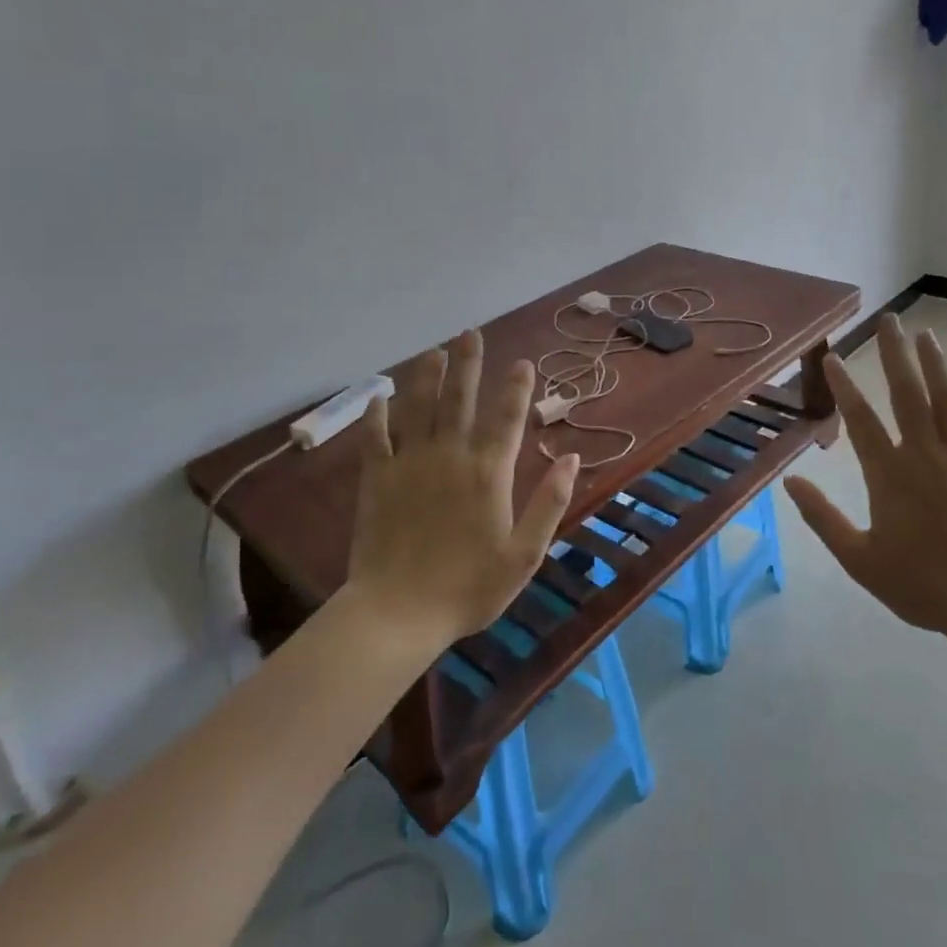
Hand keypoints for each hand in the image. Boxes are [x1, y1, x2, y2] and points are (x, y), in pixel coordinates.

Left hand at [344, 329, 578, 652]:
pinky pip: (376, 437)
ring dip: (427, 376)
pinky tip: (379, 396)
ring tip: (434, 351)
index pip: (508, 417)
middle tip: (469, 333)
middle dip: (467, 363)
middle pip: (459, 398)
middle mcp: (450, 455)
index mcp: (489, 471)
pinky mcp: (376, 479)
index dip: (517, 387)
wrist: (398, 613)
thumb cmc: (468, 587)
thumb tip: (570, 457)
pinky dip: (377, 415)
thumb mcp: (524, 554)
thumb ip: (549, 502)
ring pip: (419, 407)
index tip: (523, 362)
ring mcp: (410, 463)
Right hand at [783, 315, 946, 654]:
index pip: (861, 419)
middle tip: (888, 321)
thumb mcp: (859, 560)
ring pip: (946, 400)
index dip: (843, 385)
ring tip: (924, 333)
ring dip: (933, 364)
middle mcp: (924, 455)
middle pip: (907, 394)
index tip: (832, 356)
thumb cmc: (921, 584)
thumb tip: (790, 481)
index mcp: (890, 475)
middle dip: (894, 354)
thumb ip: (823, 518)